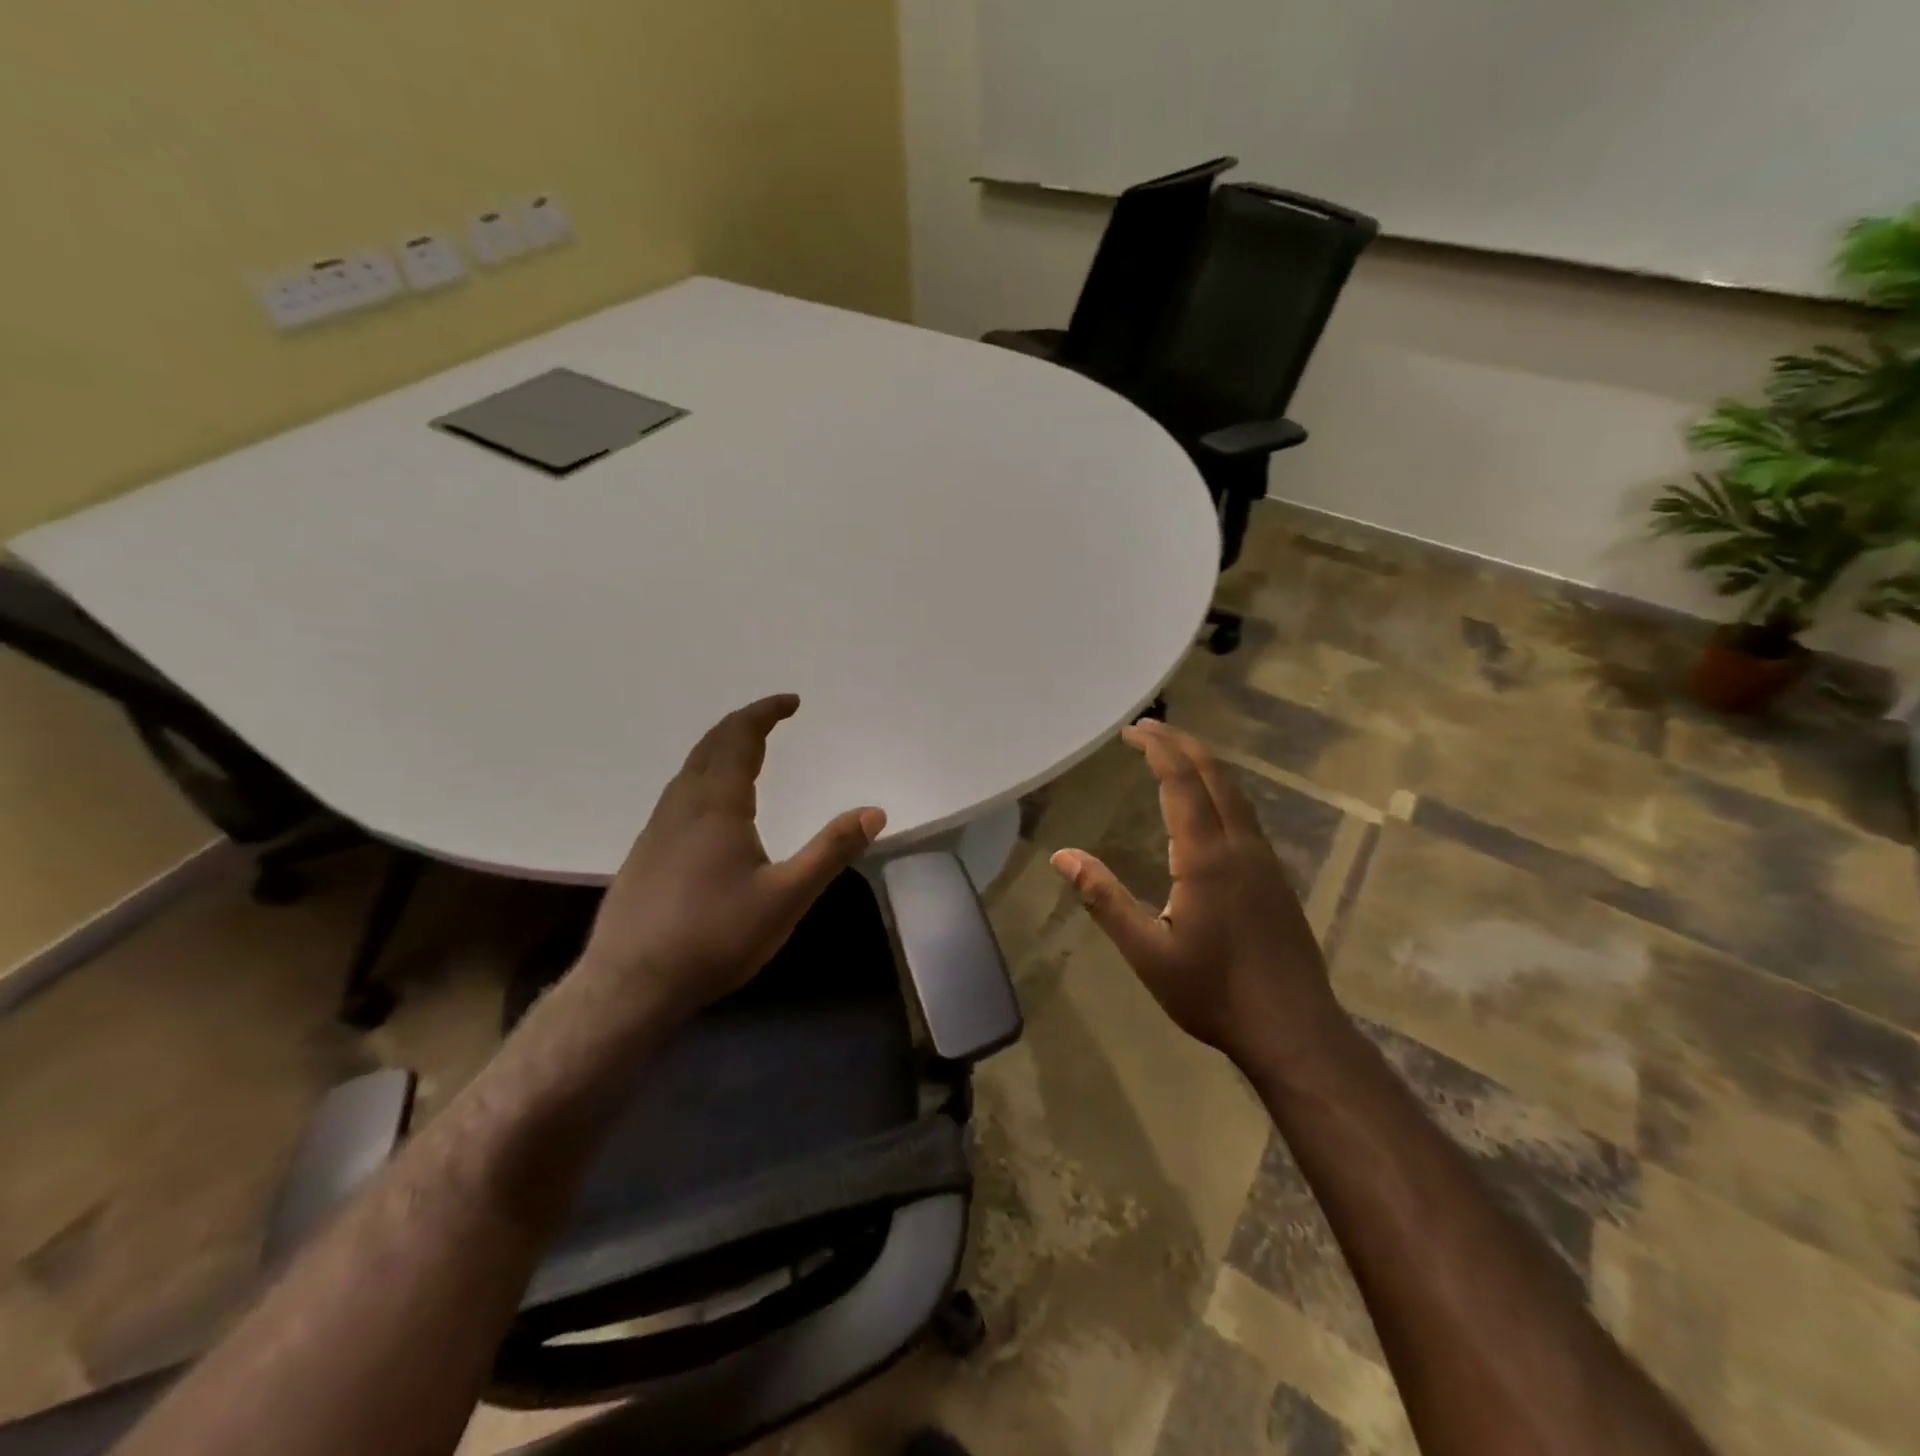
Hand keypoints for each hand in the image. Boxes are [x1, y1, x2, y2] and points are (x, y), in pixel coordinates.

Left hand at [577, 694, 885, 1017]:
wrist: (630, 985)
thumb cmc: (714, 937)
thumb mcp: (787, 897)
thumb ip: (831, 851)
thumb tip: (875, 811)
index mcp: (717, 805)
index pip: (740, 738)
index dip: (765, 713)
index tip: (791, 701)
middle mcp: (682, 805)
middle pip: (710, 746)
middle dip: (743, 724)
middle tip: (772, 718)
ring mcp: (657, 829)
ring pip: (689, 770)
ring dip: (719, 749)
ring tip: (746, 752)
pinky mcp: (645, 853)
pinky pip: (678, 794)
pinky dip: (703, 776)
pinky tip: (711, 807)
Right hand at [1050, 721, 1341, 1066]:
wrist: (1292, 1029)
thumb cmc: (1212, 992)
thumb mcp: (1146, 952)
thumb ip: (1104, 899)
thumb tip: (1062, 856)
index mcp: (1206, 857)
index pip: (1182, 783)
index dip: (1157, 750)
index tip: (1130, 732)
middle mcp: (1240, 846)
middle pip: (1214, 775)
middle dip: (1180, 743)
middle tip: (1146, 729)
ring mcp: (1264, 859)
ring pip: (1235, 792)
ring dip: (1203, 764)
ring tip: (1172, 754)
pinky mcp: (1275, 876)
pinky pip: (1244, 813)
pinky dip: (1219, 789)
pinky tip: (1205, 806)